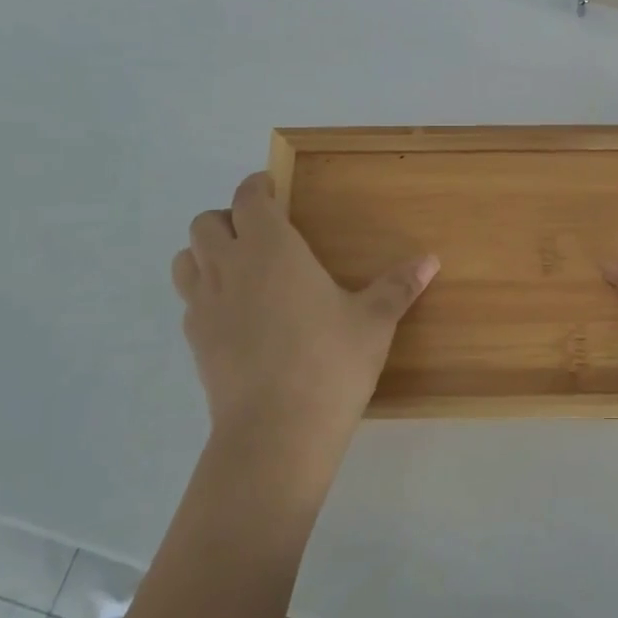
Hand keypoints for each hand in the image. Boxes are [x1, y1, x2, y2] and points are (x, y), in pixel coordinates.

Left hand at [171, 172, 437, 473]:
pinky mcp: (195, 340)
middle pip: (207, 222)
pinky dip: (206, 292)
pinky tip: (237, 314)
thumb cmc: (330, 362)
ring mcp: (204, 304)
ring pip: (187, 257)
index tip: (273, 189)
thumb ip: (398, 286)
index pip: (249, 198)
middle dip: (230, 219)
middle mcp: (229, 266)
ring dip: (208, 252)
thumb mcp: (374, 322)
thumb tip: (431, 260)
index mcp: (271, 248)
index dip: (258, 187)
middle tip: (263, 235)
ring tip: (243, 269)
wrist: (276, 431)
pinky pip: (190, 299)